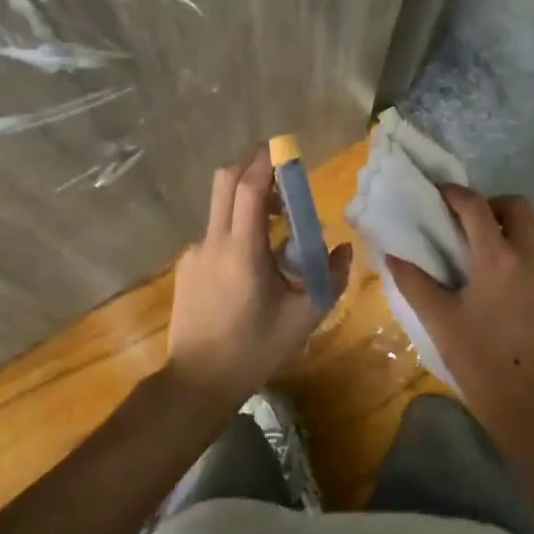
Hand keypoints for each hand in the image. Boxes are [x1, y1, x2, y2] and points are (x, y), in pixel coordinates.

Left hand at [165, 147, 351, 409]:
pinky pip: (215, 232)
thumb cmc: (254, 350)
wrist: (197, 383)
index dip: (266, 162)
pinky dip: (236, 226)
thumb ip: (331, 278)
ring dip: (246, 197)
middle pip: (225, 181)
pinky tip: (253, 260)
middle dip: (251, 164)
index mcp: (243, 251)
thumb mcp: (303, 318)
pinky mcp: (187, 266)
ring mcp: (196, 252)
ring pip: (219, 205)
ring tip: (277, 222)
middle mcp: (214, 242)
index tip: (286, 150)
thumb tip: (346, 248)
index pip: (248, 188)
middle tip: (280, 169)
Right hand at [386, 187, 533, 443]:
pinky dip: (528, 253)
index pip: (475, 206)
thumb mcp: (440, 321)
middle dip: (492, 204)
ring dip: (514, 227)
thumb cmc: (481, 362)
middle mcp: (531, 256)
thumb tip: (392, 253)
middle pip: (518, 206)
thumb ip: (414, 281)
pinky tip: (510, 283)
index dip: (455, 193)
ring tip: (490, 251)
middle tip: (469, 224)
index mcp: (497, 258)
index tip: (439, 194)